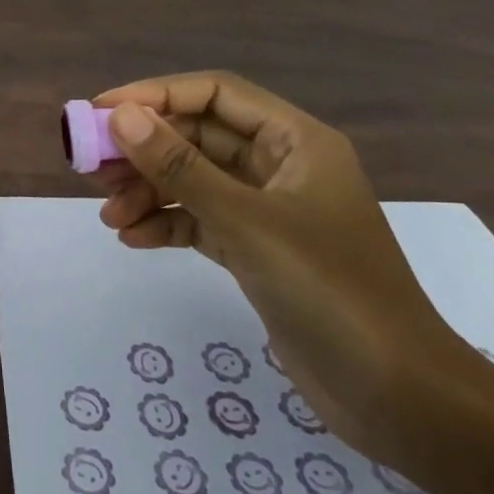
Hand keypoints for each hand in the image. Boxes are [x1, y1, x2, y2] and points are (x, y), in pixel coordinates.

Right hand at [89, 72, 470, 461]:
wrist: (400, 399)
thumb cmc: (330, 293)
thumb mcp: (247, 223)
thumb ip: (180, 167)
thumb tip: (122, 116)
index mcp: (295, 141)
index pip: (214, 94)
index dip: (155, 95)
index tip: (101, 111)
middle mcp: (280, 166)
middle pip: (197, 137)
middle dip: (144, 150)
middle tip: (93, 169)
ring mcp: (268, 210)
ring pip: (193, 180)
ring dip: (148, 191)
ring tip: (109, 215)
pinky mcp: (257, 250)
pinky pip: (199, 220)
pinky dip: (166, 224)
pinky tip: (132, 239)